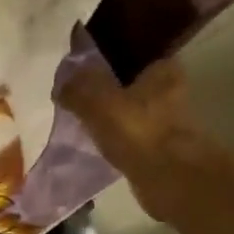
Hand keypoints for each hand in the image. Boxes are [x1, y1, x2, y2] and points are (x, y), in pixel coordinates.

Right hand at [55, 44, 215, 219]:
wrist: (169, 178)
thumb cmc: (137, 131)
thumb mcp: (98, 104)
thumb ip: (78, 91)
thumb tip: (61, 86)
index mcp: (162, 69)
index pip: (132, 55)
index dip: (109, 63)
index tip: (86, 75)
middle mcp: (172, 91)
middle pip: (133, 86)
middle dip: (111, 94)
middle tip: (82, 103)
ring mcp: (169, 122)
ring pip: (134, 113)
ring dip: (115, 120)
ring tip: (88, 126)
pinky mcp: (163, 149)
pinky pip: (134, 138)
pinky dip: (120, 141)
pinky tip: (102, 147)